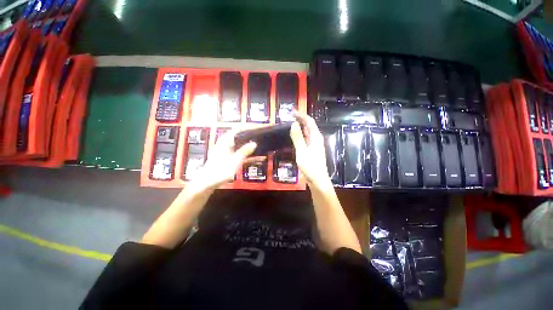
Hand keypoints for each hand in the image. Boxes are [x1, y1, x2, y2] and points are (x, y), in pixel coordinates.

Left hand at [193, 130, 256, 189]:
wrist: (207, 182)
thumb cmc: (220, 170)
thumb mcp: (234, 161)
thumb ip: (244, 151)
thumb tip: (254, 143)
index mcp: (225, 142)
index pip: (237, 130)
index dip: (246, 129)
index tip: (256, 129)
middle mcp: (225, 144)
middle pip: (239, 138)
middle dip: (249, 138)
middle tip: (260, 140)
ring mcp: (226, 151)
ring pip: (240, 146)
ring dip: (248, 147)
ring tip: (259, 148)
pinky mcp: (227, 158)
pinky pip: (239, 154)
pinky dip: (246, 155)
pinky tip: (254, 158)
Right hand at [289, 112, 331, 189]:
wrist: (317, 180)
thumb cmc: (310, 165)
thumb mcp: (302, 151)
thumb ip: (297, 137)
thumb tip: (294, 124)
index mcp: (316, 137)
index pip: (309, 121)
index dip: (302, 115)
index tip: (292, 111)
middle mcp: (316, 139)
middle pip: (309, 126)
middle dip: (300, 120)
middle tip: (290, 116)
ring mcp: (314, 145)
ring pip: (307, 132)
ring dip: (300, 127)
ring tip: (291, 123)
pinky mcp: (312, 150)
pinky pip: (306, 139)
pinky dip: (300, 135)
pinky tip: (295, 136)